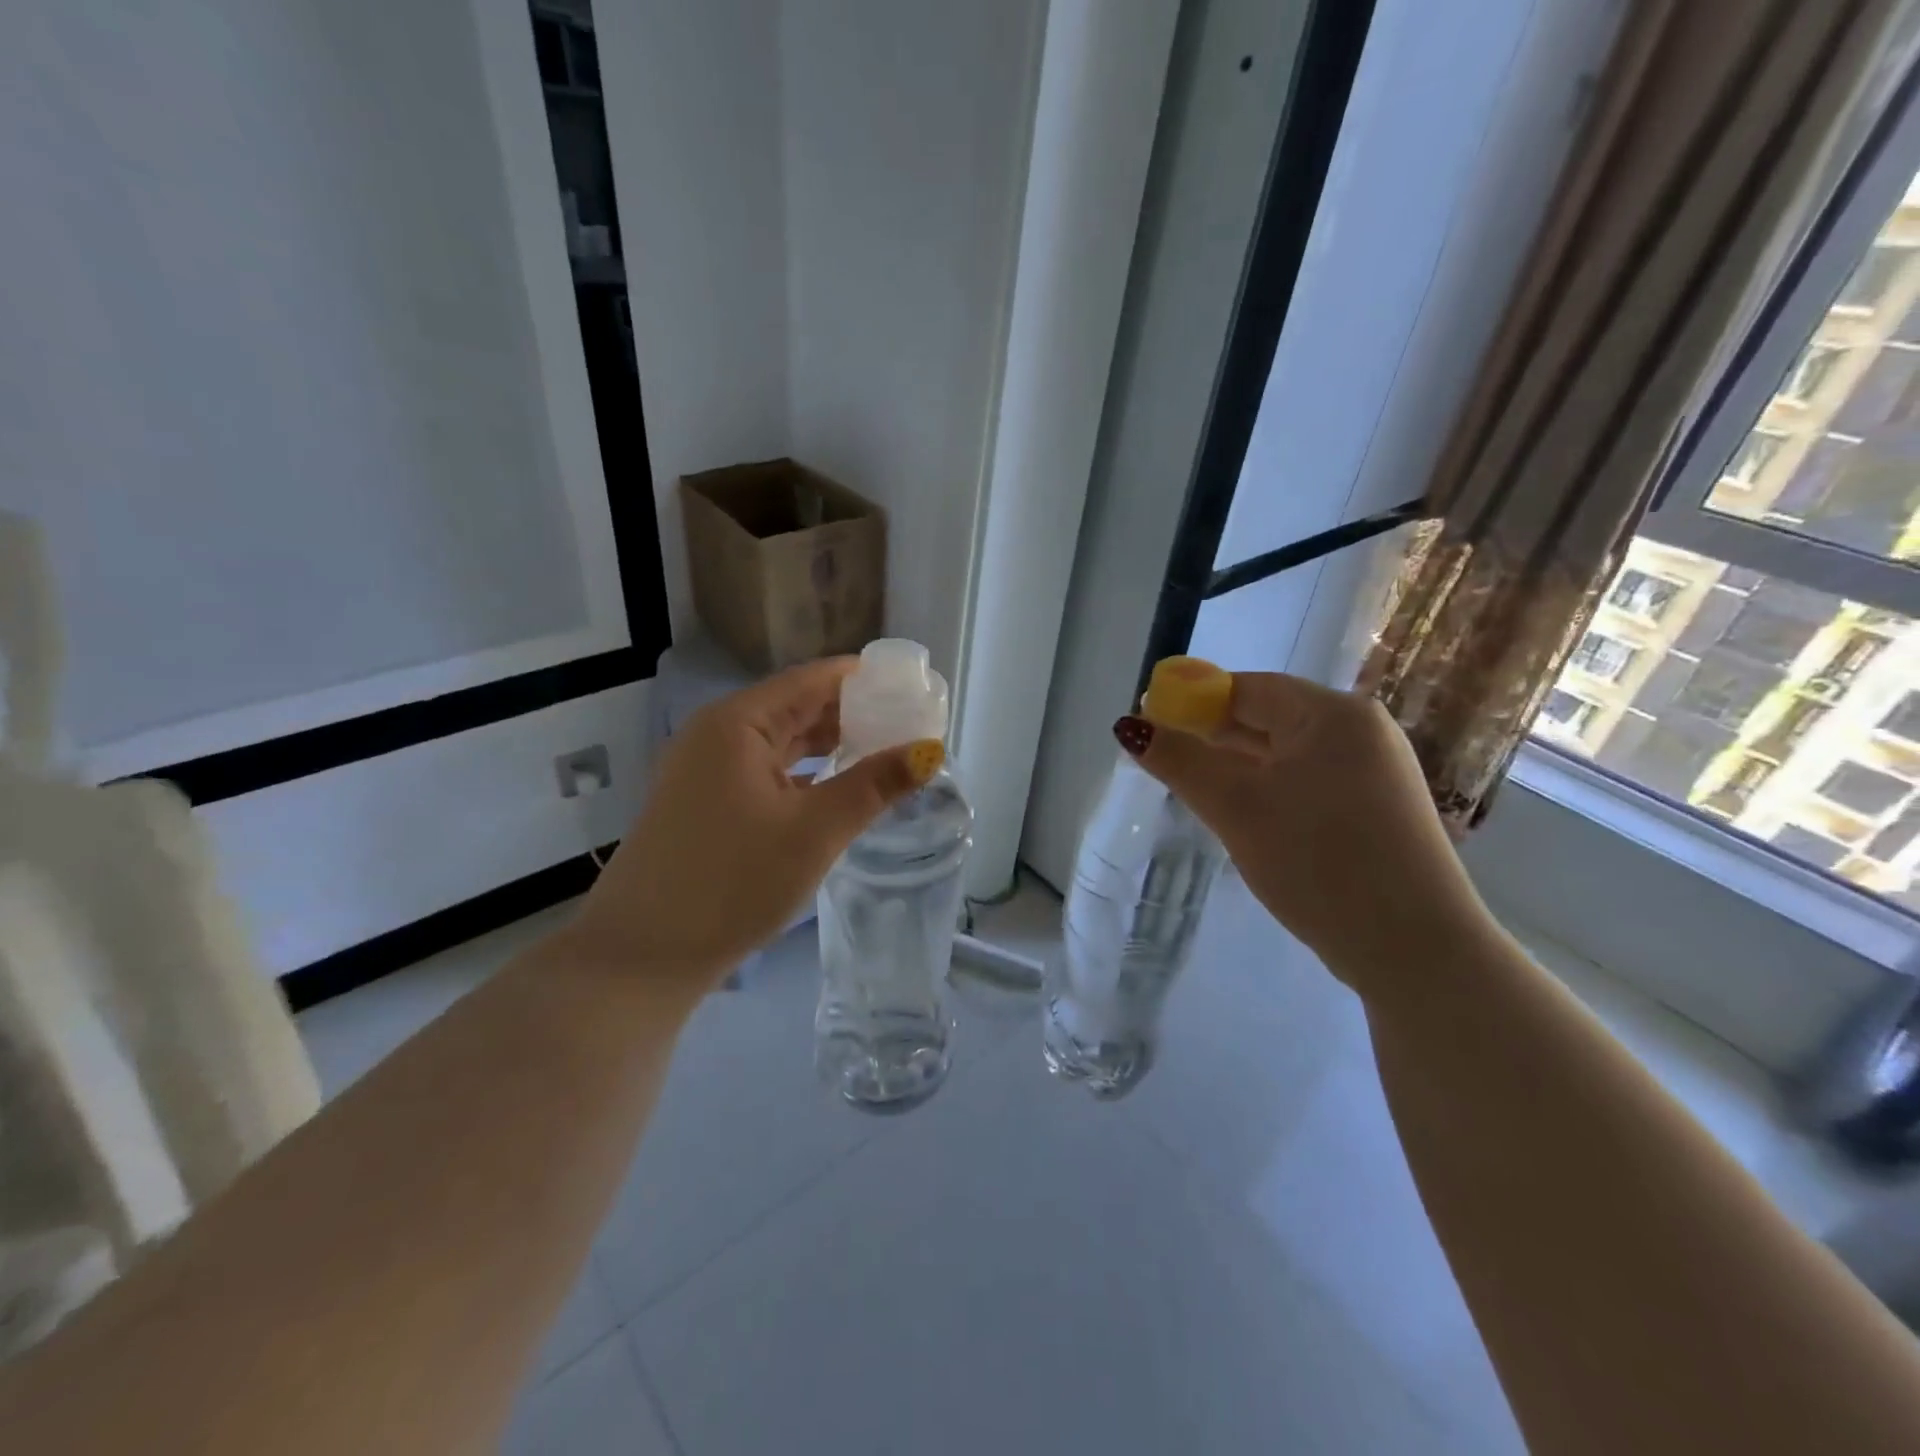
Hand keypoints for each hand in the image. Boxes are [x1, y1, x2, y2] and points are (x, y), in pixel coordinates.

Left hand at [571, 658, 942, 998]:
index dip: (866, 681)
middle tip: (911, 726)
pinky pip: (767, 773)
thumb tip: (929, 751)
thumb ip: (875, 785)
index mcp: (737, 722)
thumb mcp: (814, 831)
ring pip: (782, 743)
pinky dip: (806, 775)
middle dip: (854, 714)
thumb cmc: (732, 882)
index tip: (915, 690)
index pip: (813, 680)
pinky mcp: (707, 805)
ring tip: (886, 753)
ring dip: (831, 746)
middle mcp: (717, 734)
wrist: (642, 958)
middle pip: (797, 707)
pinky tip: (839, 790)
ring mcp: (707, 771)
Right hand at [1116, 671, 1493, 988]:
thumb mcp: (1237, 808)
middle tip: (1163, 761)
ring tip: (1192, 787)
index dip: (1192, 701)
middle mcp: (1360, 731)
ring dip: (1237, 766)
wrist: (1415, 950)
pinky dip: (1268, 789)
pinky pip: (1306, 782)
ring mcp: (1374, 771)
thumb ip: (1180, 762)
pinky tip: (1242, 813)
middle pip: (1268, 717)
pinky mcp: (1375, 809)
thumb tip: (1129, 726)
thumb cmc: (1319, 862)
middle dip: (1211, 736)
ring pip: (1285, 754)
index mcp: (1332, 714)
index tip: (1150, 726)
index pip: (1247, 688)